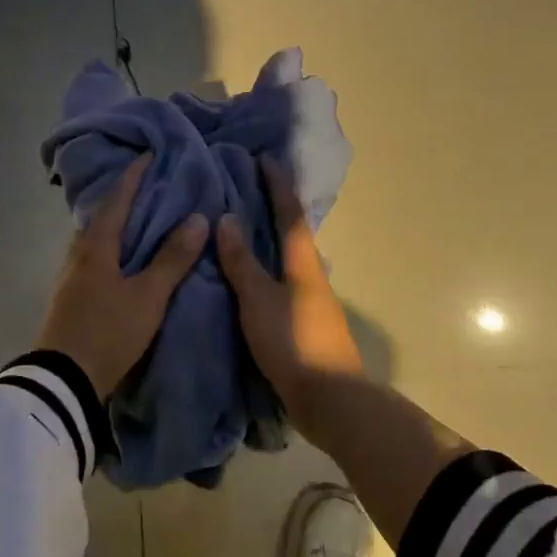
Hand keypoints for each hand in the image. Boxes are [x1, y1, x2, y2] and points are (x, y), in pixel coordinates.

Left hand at [35, 156, 208, 398]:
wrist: (64, 381)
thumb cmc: (108, 332)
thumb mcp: (148, 296)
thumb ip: (172, 259)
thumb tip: (197, 218)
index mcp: (95, 246)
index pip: (117, 199)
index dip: (134, 176)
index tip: (150, 154)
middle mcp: (78, 254)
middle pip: (102, 215)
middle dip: (124, 196)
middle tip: (150, 184)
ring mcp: (71, 276)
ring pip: (96, 237)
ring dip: (117, 223)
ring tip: (142, 218)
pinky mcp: (71, 296)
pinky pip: (94, 257)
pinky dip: (112, 246)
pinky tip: (125, 257)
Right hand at [216, 155, 362, 407]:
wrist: (330, 398)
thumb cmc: (293, 342)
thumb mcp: (258, 299)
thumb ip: (241, 261)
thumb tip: (226, 218)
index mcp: (303, 261)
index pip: (288, 212)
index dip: (276, 183)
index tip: (263, 158)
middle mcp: (311, 273)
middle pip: (291, 231)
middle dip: (272, 206)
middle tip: (246, 187)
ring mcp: (311, 298)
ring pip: (287, 257)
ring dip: (269, 237)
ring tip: (241, 226)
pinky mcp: (304, 321)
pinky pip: (282, 280)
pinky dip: (266, 266)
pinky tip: (250, 274)